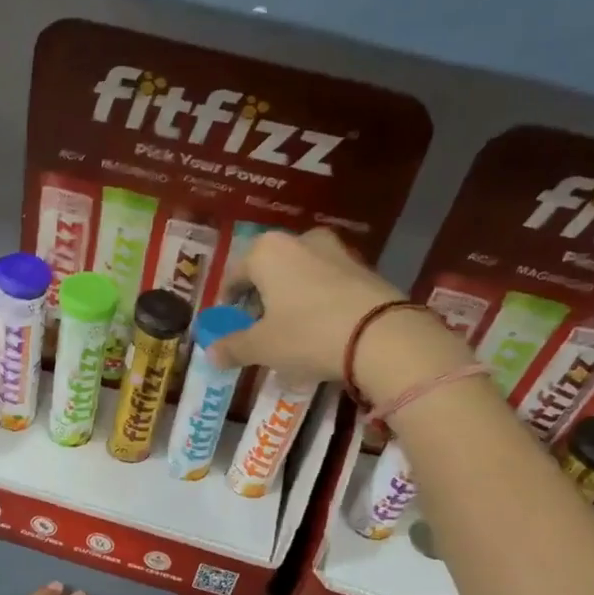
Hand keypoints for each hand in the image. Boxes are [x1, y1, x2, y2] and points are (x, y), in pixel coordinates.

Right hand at [208, 229, 469, 402]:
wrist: (382, 336)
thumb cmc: (307, 334)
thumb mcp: (262, 347)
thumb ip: (233, 347)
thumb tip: (211, 353)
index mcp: (266, 251)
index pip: (234, 275)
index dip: (227, 302)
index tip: (227, 324)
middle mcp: (300, 240)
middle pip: (269, 271)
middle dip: (261, 297)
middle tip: (258, 327)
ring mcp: (337, 251)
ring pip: (300, 275)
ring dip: (291, 298)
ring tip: (290, 330)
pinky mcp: (365, 268)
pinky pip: (328, 284)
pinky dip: (318, 301)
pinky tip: (320, 328)